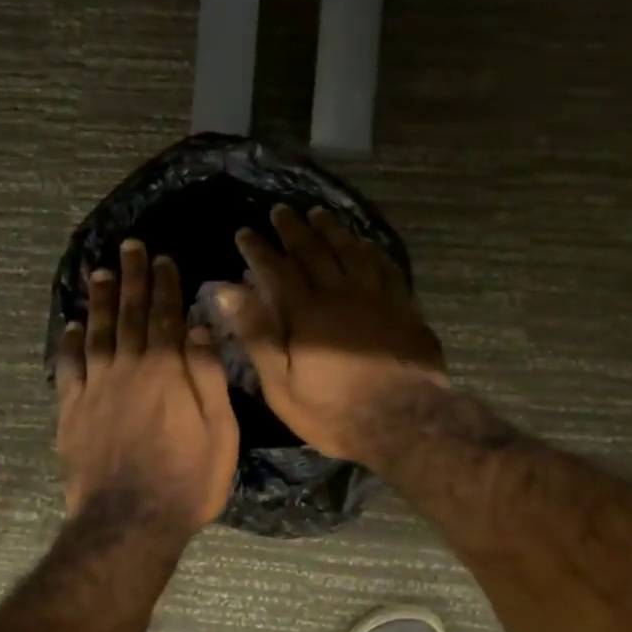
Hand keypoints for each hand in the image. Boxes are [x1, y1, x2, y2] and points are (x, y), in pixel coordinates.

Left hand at [57, 239, 238, 536]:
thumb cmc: (187, 480)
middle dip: (131, 279)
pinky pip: (68, 368)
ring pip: (96, 333)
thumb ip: (208, 376)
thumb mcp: (219, 431)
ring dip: (99, 301)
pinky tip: (71, 325)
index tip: (163, 259)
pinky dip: (69, 343)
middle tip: (130, 247)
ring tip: (100, 273)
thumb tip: (198, 327)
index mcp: (166, 371)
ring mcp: (95, 389)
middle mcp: (127, 369)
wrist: (129, 522)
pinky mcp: (72, 411)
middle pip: (128, 315)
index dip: (165, 286)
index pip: (165, 317)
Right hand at [208, 205, 446, 468]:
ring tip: (318, 213)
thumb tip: (227, 290)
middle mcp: (340, 294)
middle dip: (293, 229)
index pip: (276, 270)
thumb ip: (256, 335)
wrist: (404, 421)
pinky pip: (385, 267)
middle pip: (314, 251)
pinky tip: (365, 243)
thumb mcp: (282, 384)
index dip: (258, 250)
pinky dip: (371, 250)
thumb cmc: (335, 411)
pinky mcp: (403, 307)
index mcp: (307, 312)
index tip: (245, 232)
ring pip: (351, 251)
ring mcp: (376, 297)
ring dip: (332, 230)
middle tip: (280, 211)